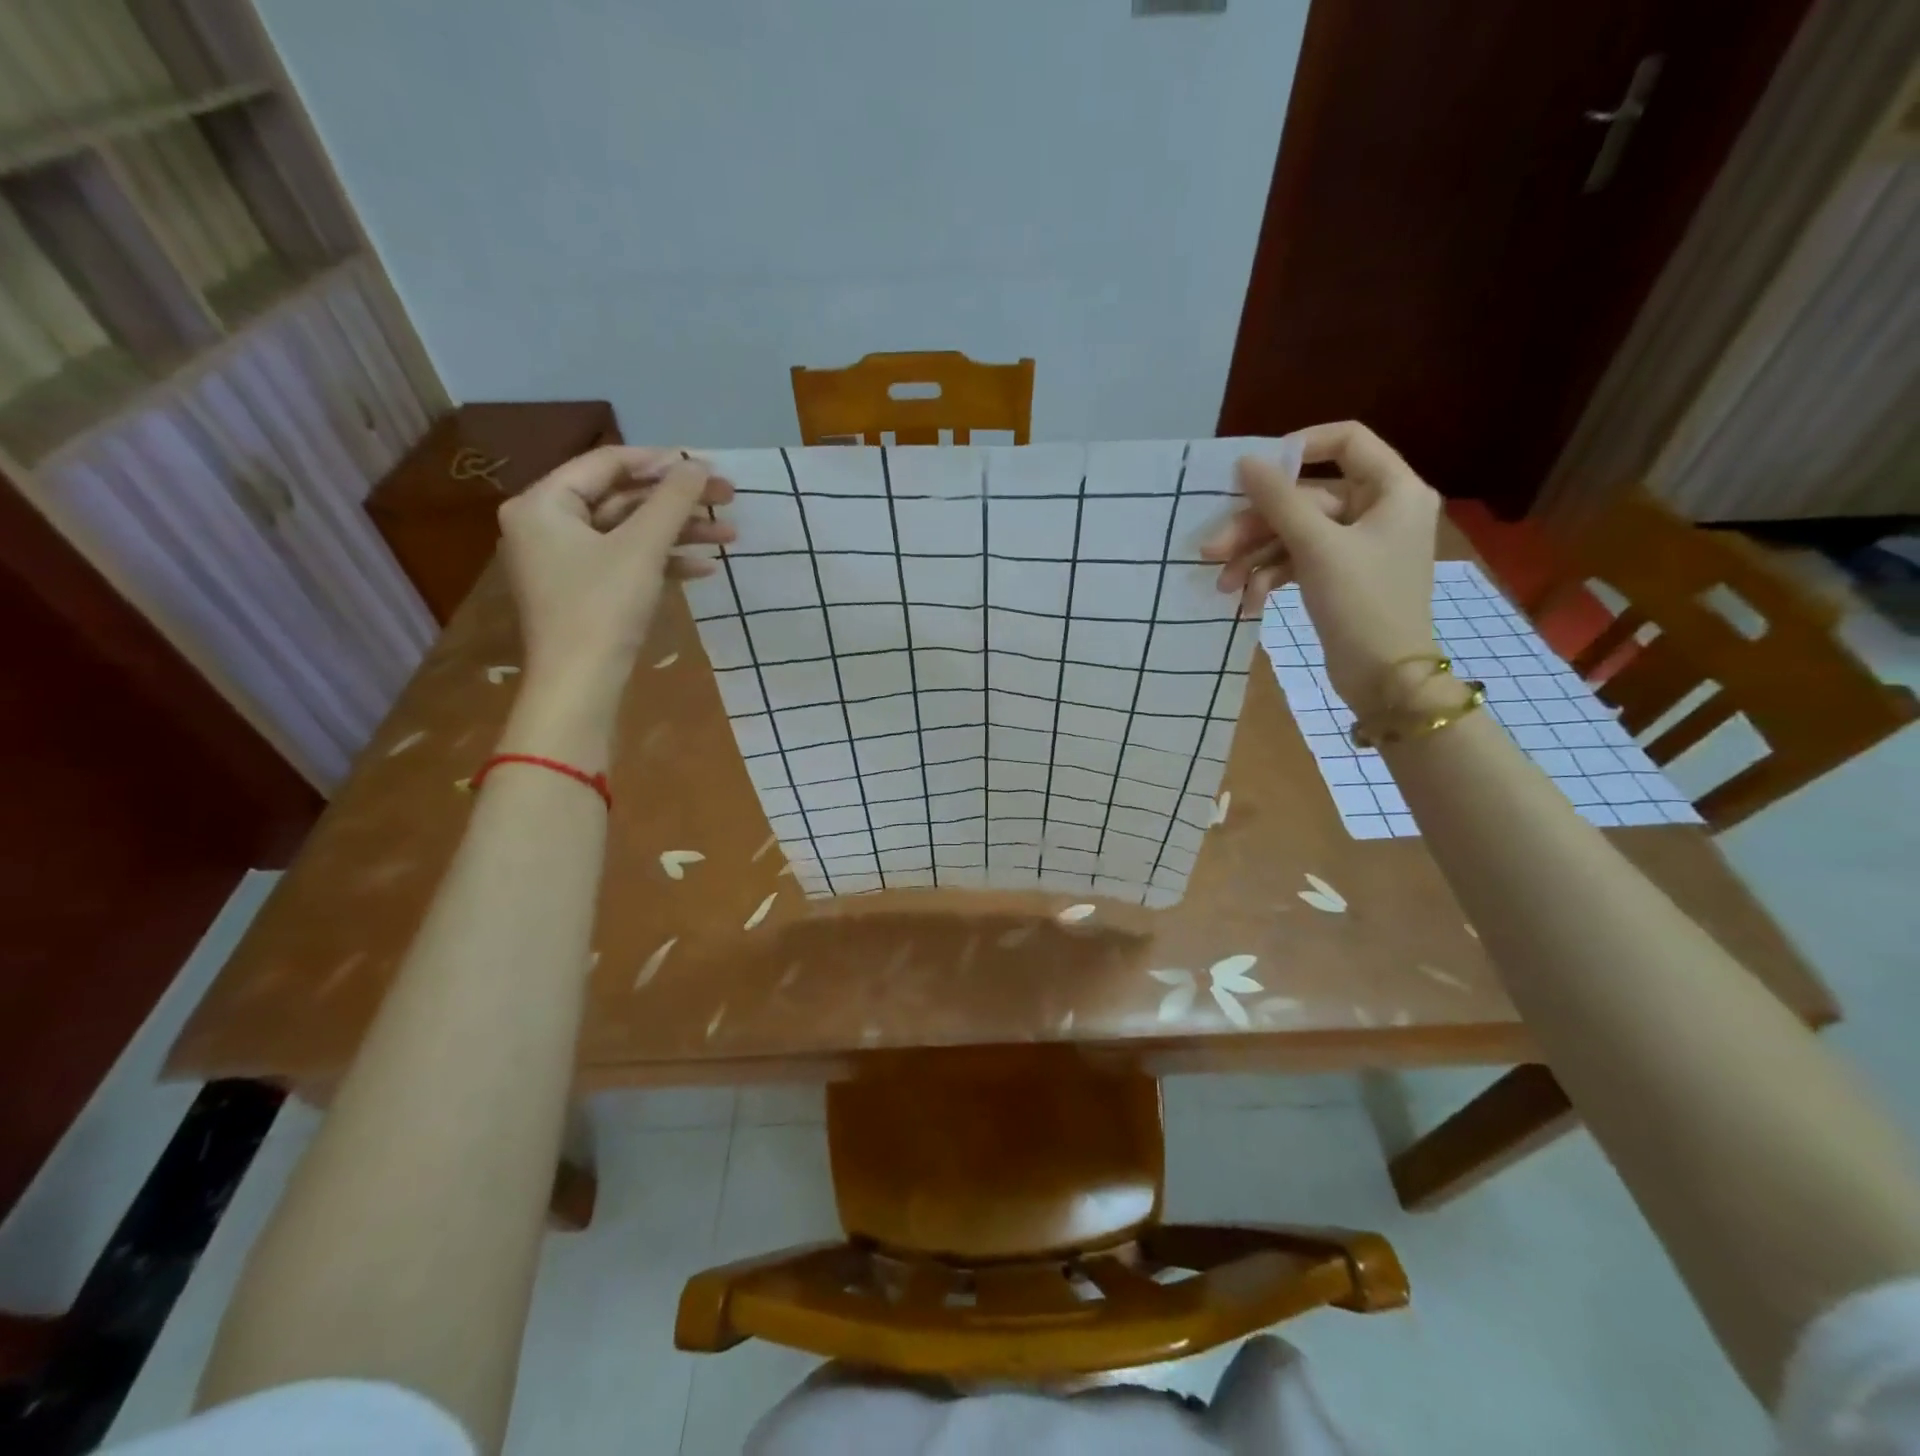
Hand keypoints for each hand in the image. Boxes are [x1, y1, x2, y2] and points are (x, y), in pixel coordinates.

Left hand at [498, 446, 733, 707]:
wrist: (580, 685)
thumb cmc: (602, 607)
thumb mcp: (642, 547)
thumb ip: (672, 500)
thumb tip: (699, 464)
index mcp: (544, 503)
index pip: (607, 463)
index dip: (660, 462)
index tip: (707, 466)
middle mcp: (548, 525)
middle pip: (623, 498)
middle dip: (678, 502)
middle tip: (727, 498)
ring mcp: (567, 561)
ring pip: (630, 532)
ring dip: (680, 533)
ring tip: (729, 535)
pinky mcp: (587, 591)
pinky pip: (628, 562)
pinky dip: (664, 561)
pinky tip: (704, 568)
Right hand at [1202, 421, 1440, 713]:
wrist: (1385, 679)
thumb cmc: (1362, 604)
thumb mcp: (1316, 547)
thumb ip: (1279, 501)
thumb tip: (1246, 461)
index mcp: (1393, 490)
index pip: (1347, 441)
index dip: (1298, 449)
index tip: (1254, 471)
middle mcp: (1379, 510)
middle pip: (1306, 499)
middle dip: (1257, 527)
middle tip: (1212, 550)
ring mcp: (1358, 546)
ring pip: (1295, 534)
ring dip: (1255, 557)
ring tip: (1223, 585)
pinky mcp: (1340, 576)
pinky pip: (1299, 561)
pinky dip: (1271, 576)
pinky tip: (1247, 601)